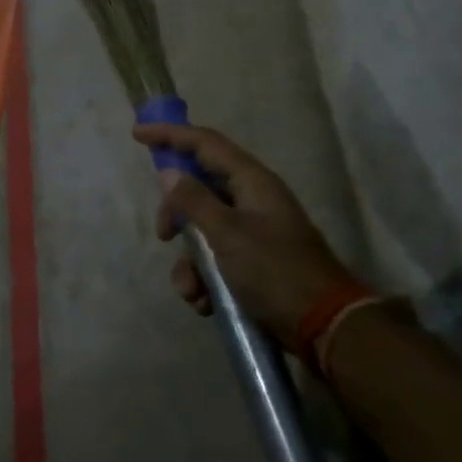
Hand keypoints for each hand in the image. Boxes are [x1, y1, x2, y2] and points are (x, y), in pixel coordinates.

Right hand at [131, 122, 360, 344]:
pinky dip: (202, 278)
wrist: (324, 327)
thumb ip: (194, 201)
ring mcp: (253, 231)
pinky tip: (203, 301)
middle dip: (175, 213)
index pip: (205, 144)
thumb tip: (168, 173)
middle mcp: (252, 200)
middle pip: (198, 188)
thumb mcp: (227, 234)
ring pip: (202, 230)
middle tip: (164, 235)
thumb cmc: (274, 271)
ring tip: (190, 289)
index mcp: (252, 182)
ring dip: (189, 260)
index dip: (171, 135)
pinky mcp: (252, 261)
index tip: (138, 134)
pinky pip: (214, 258)